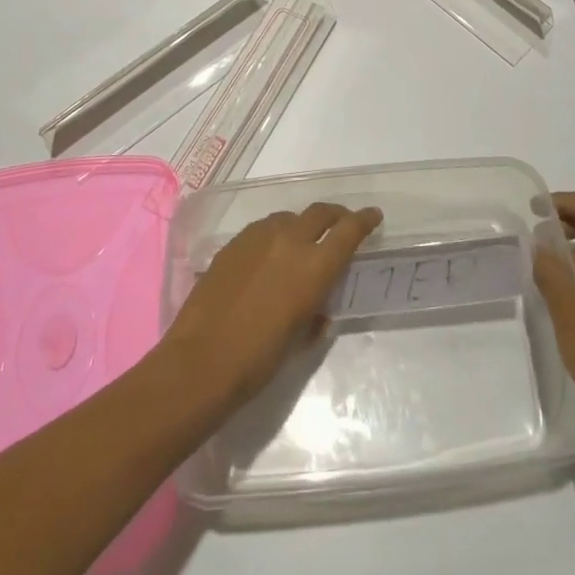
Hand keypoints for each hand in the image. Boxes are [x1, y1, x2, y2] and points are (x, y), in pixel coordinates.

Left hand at [162, 202, 382, 409]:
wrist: (201, 361)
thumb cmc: (258, 360)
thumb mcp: (299, 340)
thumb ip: (314, 315)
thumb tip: (317, 310)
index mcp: (313, 267)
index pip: (348, 231)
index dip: (364, 220)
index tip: (373, 215)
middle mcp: (289, 241)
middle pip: (320, 213)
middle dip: (335, 215)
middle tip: (341, 224)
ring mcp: (257, 238)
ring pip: (288, 218)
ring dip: (301, 225)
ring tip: (301, 242)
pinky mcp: (232, 244)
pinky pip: (262, 229)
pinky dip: (274, 235)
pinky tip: (268, 256)